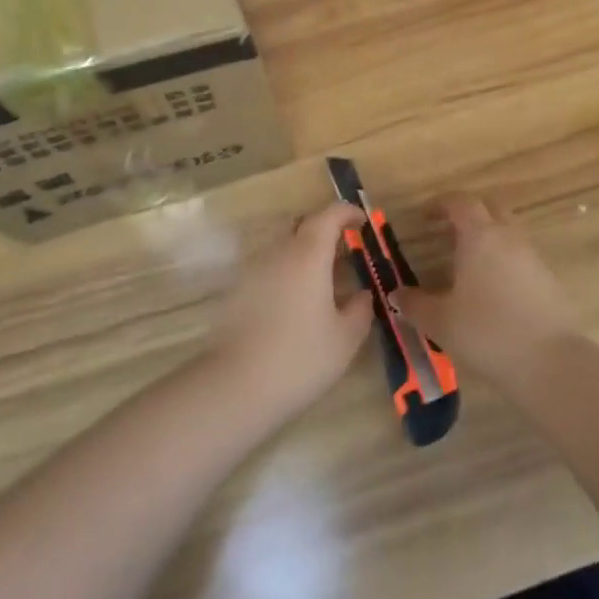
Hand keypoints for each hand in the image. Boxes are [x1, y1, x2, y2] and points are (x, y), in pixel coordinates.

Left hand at [209, 202, 376, 419]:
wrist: (236, 386)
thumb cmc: (300, 358)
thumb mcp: (345, 338)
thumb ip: (360, 309)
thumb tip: (362, 294)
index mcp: (308, 254)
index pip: (329, 215)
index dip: (347, 212)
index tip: (363, 222)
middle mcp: (278, 252)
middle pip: (301, 224)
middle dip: (324, 229)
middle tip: (344, 252)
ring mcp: (253, 270)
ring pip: (283, 246)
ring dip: (304, 254)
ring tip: (323, 283)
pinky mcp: (237, 291)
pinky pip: (268, 268)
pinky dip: (287, 273)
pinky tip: (296, 305)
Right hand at [397, 194, 577, 391]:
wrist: (549, 362)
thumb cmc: (487, 332)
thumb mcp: (440, 321)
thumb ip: (415, 304)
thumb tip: (396, 295)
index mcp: (480, 236)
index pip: (461, 202)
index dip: (441, 204)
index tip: (425, 216)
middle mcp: (509, 237)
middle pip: (490, 209)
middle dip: (469, 215)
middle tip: (448, 232)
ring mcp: (533, 258)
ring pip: (509, 233)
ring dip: (489, 239)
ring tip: (468, 264)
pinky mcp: (549, 280)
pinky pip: (522, 258)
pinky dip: (505, 263)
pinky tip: (492, 291)